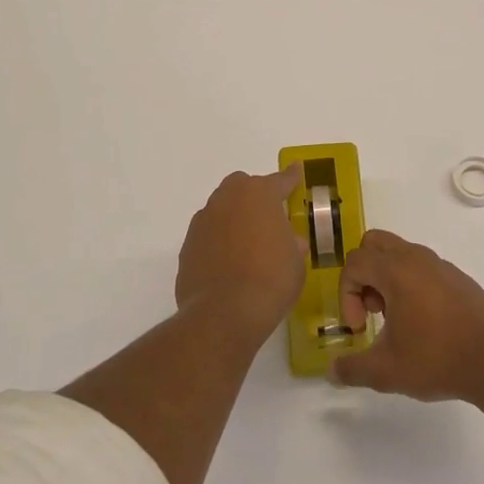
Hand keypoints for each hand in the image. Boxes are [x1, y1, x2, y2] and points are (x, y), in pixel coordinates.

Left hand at [174, 166, 306, 347]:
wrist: (224, 313)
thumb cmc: (271, 280)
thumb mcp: (296, 262)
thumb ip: (293, 244)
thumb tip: (291, 242)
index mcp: (259, 195)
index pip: (280, 180)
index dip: (291, 177)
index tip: (296, 170)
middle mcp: (227, 199)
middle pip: (242, 186)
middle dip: (255, 196)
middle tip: (268, 218)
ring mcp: (203, 222)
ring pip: (221, 209)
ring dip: (233, 219)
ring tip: (247, 245)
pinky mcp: (187, 246)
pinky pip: (208, 236)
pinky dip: (218, 243)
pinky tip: (228, 265)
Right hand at [331, 230, 483, 402]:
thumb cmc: (437, 359)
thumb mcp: (386, 372)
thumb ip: (352, 369)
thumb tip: (332, 371)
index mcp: (396, 270)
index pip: (354, 263)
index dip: (346, 295)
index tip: (359, 328)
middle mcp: (417, 258)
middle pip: (374, 244)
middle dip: (364, 275)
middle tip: (372, 310)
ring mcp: (441, 265)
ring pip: (400, 253)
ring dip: (388, 279)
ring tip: (397, 320)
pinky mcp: (459, 278)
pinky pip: (423, 268)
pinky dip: (412, 284)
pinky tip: (425, 323)